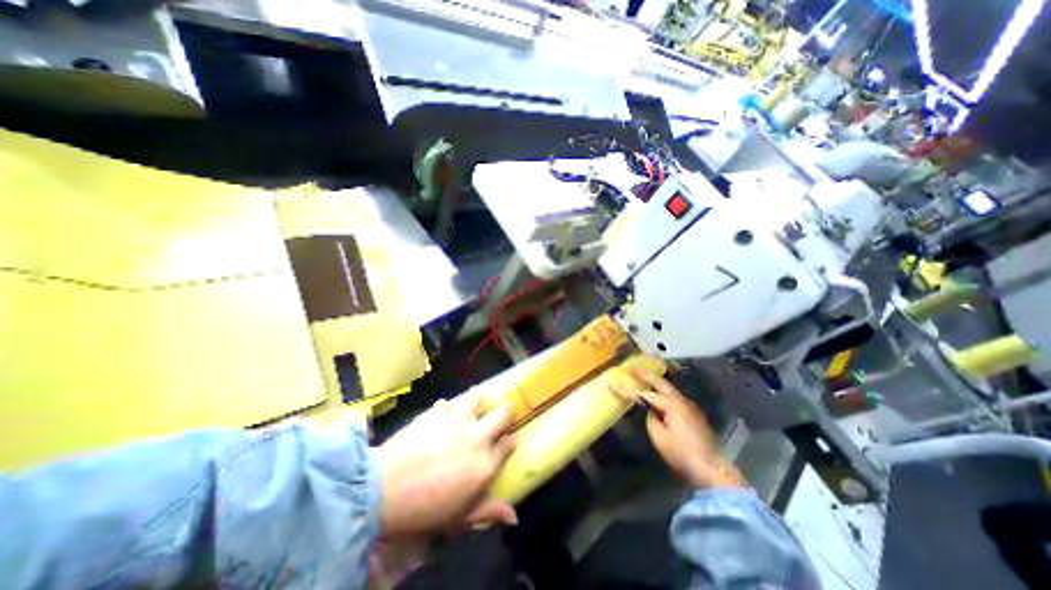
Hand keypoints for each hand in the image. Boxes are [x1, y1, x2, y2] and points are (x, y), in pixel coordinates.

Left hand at [377, 392, 518, 538]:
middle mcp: (477, 437)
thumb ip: (488, 510)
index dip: (510, 440)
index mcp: (485, 463)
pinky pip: (444, 404)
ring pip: (476, 397)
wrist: (384, 492)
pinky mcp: (435, 414)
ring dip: (475, 400)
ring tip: (472, 405)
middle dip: (506, 410)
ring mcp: (456, 422)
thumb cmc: (425, 510)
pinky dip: (444, 409)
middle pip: (503, 412)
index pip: (509, 443)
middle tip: (499, 413)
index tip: (508, 440)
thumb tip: (513, 516)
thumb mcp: (460, 516)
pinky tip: (440, 415)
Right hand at [609, 368, 746, 488]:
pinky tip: (659, 396)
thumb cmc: (681, 453)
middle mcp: (681, 400)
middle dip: (644, 374)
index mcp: (671, 404)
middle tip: (631, 367)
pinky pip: (674, 397)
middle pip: (660, 382)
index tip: (612, 383)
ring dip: (655, 382)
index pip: (644, 394)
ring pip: (669, 388)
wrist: (711, 468)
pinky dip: (663, 392)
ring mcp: (689, 406)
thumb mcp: (659, 438)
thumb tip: (650, 412)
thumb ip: (651, 419)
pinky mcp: (694, 414)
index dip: (626, 390)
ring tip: (643, 377)